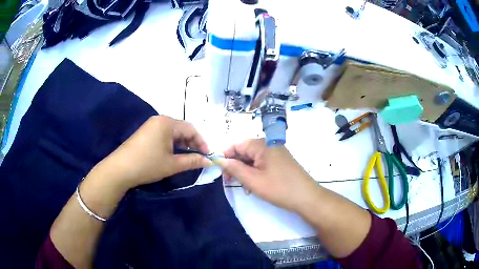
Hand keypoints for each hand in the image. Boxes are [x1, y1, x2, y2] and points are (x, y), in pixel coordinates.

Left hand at [90, 116, 210, 190]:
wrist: (120, 169)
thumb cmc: (148, 164)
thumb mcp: (172, 164)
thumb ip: (192, 161)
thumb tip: (209, 161)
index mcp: (168, 123)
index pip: (192, 129)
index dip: (202, 142)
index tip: (207, 156)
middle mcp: (160, 119)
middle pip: (182, 129)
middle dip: (192, 143)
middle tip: (199, 157)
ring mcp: (151, 125)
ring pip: (173, 132)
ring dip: (182, 144)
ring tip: (187, 157)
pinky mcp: (145, 132)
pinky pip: (164, 135)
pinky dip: (172, 144)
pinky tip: (173, 154)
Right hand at [220, 139, 319, 212]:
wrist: (307, 197)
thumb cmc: (279, 188)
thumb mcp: (253, 180)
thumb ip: (234, 168)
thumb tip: (220, 160)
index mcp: (262, 144)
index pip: (237, 144)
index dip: (226, 156)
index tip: (220, 171)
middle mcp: (269, 144)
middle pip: (245, 151)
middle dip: (236, 165)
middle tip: (231, 181)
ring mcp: (277, 152)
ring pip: (254, 159)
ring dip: (246, 171)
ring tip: (245, 187)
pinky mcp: (281, 161)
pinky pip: (263, 163)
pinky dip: (256, 172)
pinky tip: (255, 185)